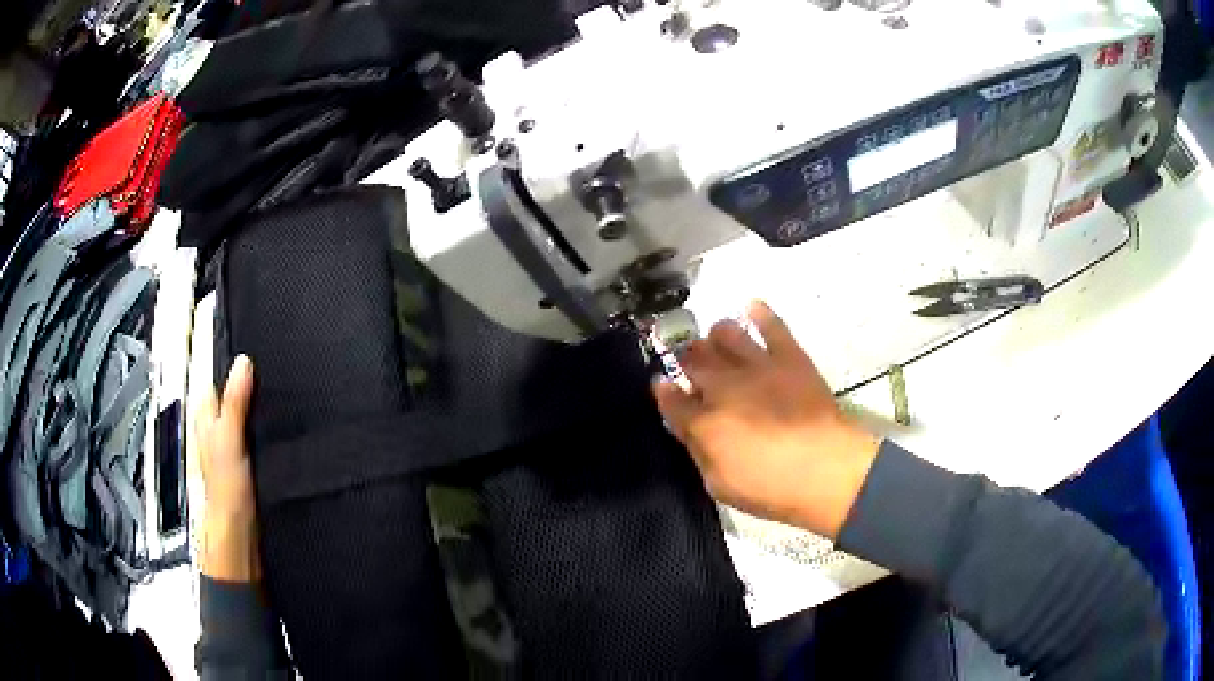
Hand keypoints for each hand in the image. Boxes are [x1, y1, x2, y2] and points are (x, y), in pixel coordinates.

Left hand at [196, 355, 260, 581]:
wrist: (239, 536)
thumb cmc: (226, 490)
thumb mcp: (229, 439)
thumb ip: (234, 402)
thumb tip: (243, 362)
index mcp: (206, 418)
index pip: (217, 380)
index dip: (234, 367)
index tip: (256, 354)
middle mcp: (216, 430)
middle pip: (231, 397)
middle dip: (251, 385)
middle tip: (276, 373)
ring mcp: (231, 449)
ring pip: (245, 417)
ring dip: (260, 409)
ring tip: (283, 397)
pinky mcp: (247, 465)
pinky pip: (256, 437)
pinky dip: (267, 431)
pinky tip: (281, 432)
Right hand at [652, 301, 880, 539]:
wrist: (825, 470)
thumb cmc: (771, 489)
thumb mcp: (720, 485)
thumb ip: (698, 452)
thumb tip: (686, 429)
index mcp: (703, 422)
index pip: (671, 399)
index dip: (663, 390)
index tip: (661, 383)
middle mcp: (724, 386)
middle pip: (694, 359)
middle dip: (685, 357)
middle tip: (688, 360)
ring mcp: (757, 366)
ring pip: (726, 334)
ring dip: (716, 335)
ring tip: (718, 339)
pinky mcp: (789, 357)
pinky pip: (771, 326)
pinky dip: (760, 313)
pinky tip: (752, 307)